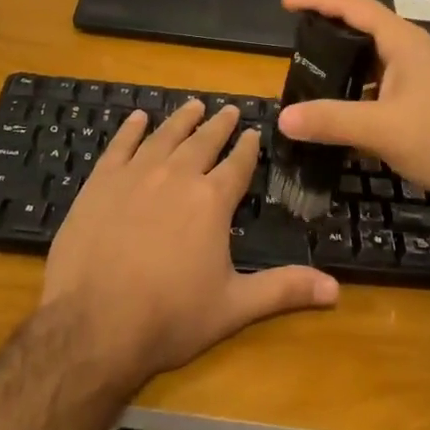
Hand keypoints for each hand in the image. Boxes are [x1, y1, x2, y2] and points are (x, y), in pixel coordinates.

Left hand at [40, 100, 339, 390]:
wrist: (93, 324)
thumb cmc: (169, 317)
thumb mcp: (233, 307)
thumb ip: (283, 290)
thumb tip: (337, 290)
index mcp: (212, 201)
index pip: (237, 164)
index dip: (248, 147)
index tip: (254, 131)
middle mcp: (177, 176)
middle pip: (203, 142)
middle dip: (219, 125)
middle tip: (229, 109)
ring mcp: (136, 175)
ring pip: (164, 136)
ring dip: (181, 119)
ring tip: (193, 105)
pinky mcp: (100, 182)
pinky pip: (119, 146)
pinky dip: (130, 129)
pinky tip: (137, 118)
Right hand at [275, 0, 429, 215]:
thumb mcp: (382, 129)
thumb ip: (331, 120)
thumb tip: (284, 117)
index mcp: (402, 41)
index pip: (353, 4)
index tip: (286, 4)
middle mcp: (412, 50)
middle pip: (363, 25)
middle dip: (328, 26)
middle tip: (295, 41)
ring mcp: (422, 75)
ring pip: (374, 56)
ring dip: (344, 59)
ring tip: (313, 73)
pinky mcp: (427, 99)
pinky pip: (383, 82)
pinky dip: (359, 87)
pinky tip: (346, 110)